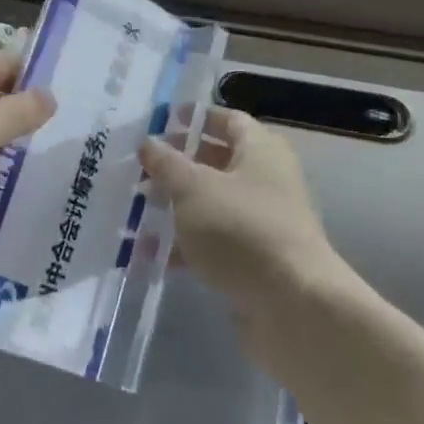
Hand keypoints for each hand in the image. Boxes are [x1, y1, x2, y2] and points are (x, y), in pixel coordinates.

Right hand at [140, 109, 349, 341]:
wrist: (291, 305)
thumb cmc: (241, 229)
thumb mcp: (194, 189)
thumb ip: (167, 163)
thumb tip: (148, 142)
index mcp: (260, 150)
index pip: (226, 120)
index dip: (193, 118)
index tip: (157, 124)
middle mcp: (266, 179)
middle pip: (216, 162)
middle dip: (176, 167)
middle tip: (136, 171)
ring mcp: (261, 221)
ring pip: (211, 204)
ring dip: (174, 208)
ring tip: (132, 213)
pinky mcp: (253, 259)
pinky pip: (213, 242)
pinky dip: (184, 245)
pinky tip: (148, 255)